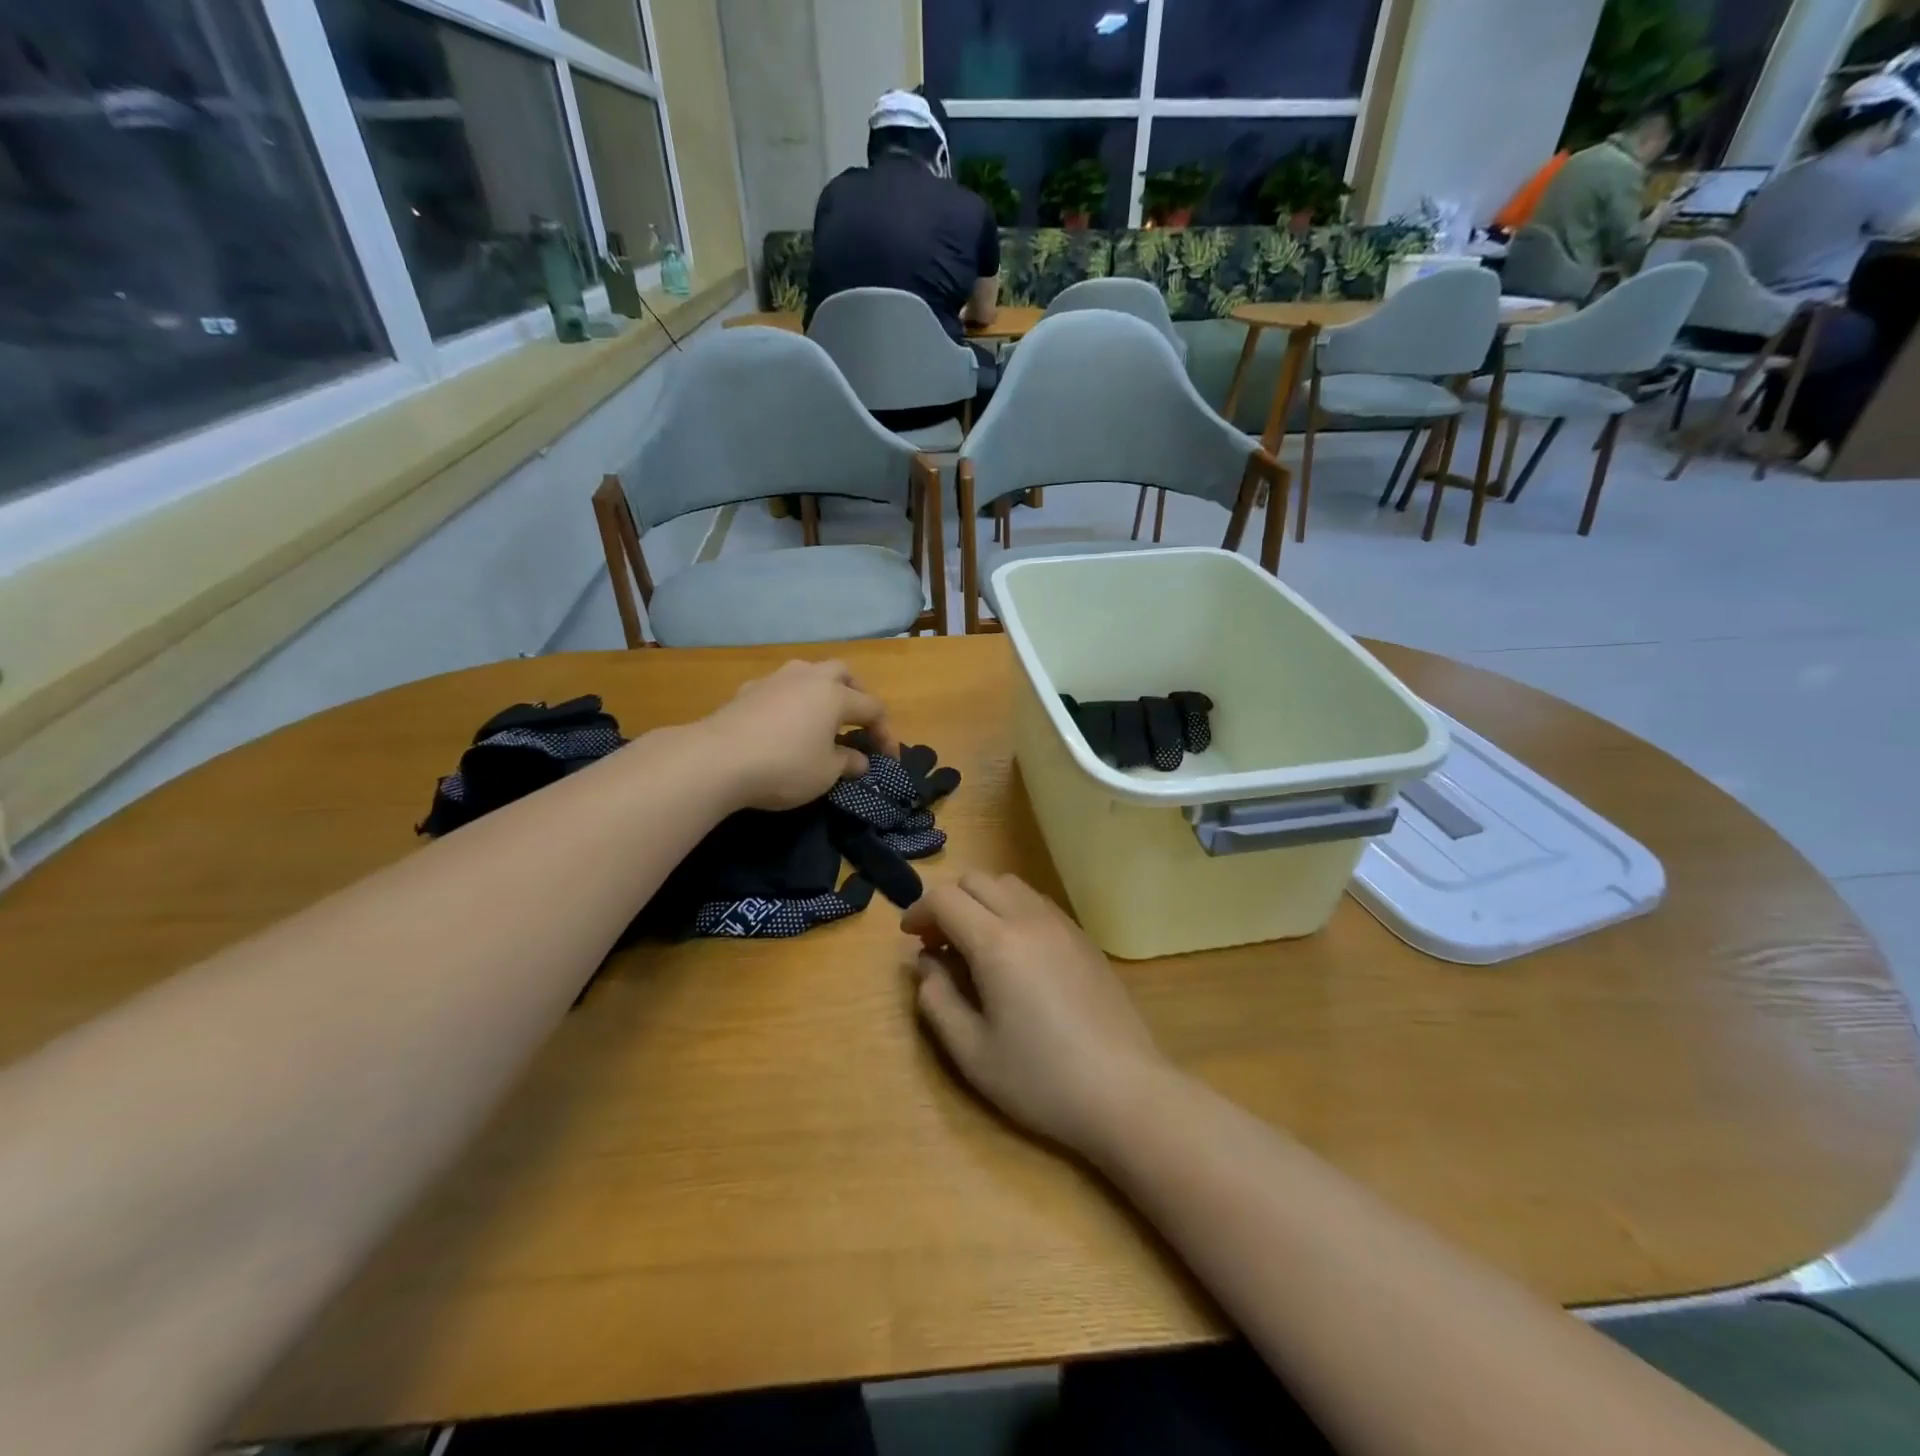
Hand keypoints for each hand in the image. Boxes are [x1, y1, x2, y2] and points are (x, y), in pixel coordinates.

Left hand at [703, 660, 898, 810]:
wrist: (716, 759)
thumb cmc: (784, 766)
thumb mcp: (826, 773)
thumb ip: (848, 763)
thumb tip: (860, 760)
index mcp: (835, 695)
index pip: (873, 707)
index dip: (885, 733)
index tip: (888, 759)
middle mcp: (808, 678)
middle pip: (842, 673)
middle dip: (856, 693)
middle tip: (857, 721)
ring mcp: (774, 680)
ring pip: (808, 673)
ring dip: (820, 690)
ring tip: (820, 717)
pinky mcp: (746, 691)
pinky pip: (779, 688)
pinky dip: (790, 701)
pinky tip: (783, 723)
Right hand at [903, 872, 1171, 1158]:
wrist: (1125, 1091)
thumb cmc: (1041, 1079)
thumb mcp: (972, 1053)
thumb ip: (937, 1000)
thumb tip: (926, 963)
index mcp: (997, 943)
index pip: (946, 898)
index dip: (919, 911)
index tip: (910, 939)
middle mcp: (1029, 919)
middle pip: (977, 880)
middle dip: (949, 902)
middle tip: (938, 942)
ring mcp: (1062, 924)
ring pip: (1010, 885)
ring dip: (982, 901)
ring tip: (975, 945)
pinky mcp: (1084, 938)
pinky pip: (1037, 903)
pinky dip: (1012, 910)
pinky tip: (1014, 953)